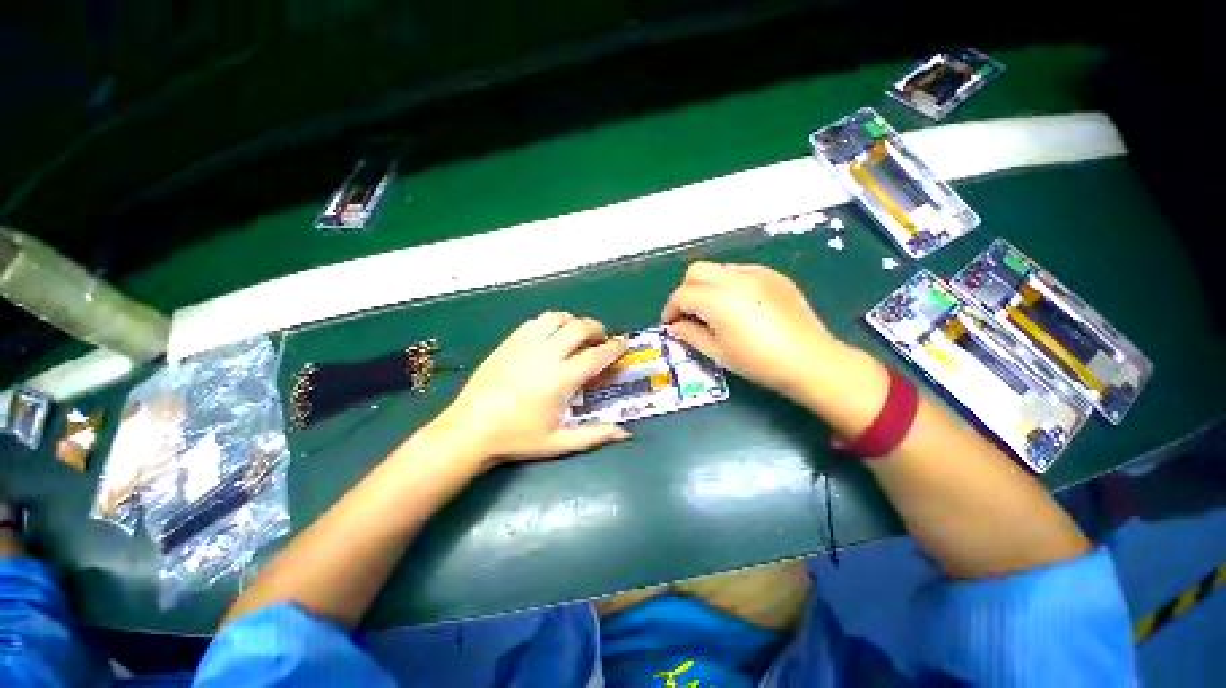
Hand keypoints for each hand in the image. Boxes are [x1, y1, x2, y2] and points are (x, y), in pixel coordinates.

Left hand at [428, 312, 630, 467]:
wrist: (470, 429)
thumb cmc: (517, 438)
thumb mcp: (559, 442)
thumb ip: (594, 436)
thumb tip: (626, 434)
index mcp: (560, 380)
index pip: (596, 355)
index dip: (614, 347)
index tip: (624, 342)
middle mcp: (545, 355)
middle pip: (579, 328)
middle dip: (597, 328)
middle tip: (601, 337)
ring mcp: (524, 345)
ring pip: (556, 318)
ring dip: (573, 322)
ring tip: (576, 333)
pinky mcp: (509, 342)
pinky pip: (535, 322)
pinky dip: (550, 323)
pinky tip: (551, 336)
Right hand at [662, 262, 847, 398]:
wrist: (809, 359)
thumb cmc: (758, 361)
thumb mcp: (718, 352)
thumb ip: (690, 335)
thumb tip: (676, 327)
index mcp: (716, 298)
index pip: (682, 295)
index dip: (671, 310)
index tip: (671, 325)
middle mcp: (733, 278)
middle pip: (696, 271)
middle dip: (685, 291)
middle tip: (689, 314)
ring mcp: (756, 273)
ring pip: (718, 269)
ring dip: (707, 285)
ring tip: (713, 310)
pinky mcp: (773, 275)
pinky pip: (740, 272)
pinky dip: (729, 284)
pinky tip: (738, 305)